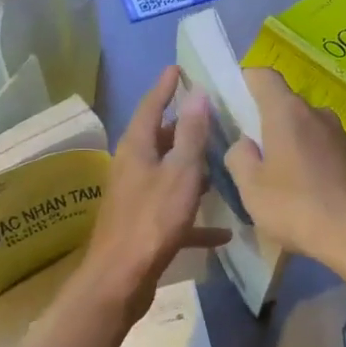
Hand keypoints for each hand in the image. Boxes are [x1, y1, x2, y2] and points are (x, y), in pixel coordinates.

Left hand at [80, 66, 229, 319]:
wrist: (121, 278)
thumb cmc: (152, 220)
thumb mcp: (181, 172)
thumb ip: (192, 135)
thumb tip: (197, 94)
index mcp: (136, 148)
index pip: (150, 106)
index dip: (165, 87)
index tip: (177, 68)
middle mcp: (132, 169)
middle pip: (159, 140)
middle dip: (183, 129)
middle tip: (211, 117)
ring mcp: (137, 199)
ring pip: (168, 176)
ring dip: (192, 171)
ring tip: (222, 165)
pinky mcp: (145, 228)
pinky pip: (175, 215)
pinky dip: (196, 218)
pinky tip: (223, 232)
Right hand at [224, 68, 345, 264]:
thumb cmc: (298, 208)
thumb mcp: (251, 189)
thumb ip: (238, 158)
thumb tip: (244, 144)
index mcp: (287, 112)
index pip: (263, 76)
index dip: (245, 82)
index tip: (232, 103)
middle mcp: (318, 114)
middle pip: (286, 106)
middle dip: (266, 123)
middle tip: (251, 155)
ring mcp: (342, 136)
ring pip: (307, 131)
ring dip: (291, 147)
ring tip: (279, 181)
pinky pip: (325, 152)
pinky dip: (312, 164)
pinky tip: (307, 195)